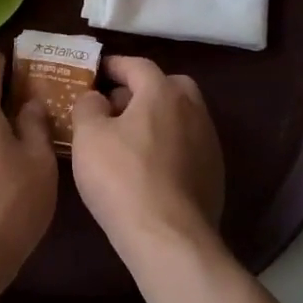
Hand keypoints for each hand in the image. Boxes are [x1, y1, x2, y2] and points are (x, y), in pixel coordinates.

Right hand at [72, 56, 224, 260]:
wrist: (168, 237)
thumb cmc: (122, 178)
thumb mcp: (88, 136)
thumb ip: (88, 106)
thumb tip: (96, 98)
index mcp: (163, 92)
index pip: (137, 65)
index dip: (113, 65)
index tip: (95, 72)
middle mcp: (193, 109)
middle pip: (166, 86)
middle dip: (140, 90)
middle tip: (113, 105)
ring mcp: (209, 142)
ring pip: (179, 116)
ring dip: (155, 119)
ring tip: (127, 138)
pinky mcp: (214, 173)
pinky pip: (186, 145)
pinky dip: (167, 145)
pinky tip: (147, 167)